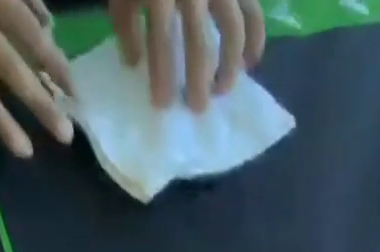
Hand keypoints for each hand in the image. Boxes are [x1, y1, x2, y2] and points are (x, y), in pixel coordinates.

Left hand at [108, 0, 265, 109]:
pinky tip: (248, 65)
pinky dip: (254, 43)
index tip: (161, 105)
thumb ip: (125, 16)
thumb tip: (133, 60)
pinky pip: (253, 17)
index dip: (161, 75)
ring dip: (228, 69)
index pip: (161, 38)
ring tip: (220, 91)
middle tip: (196, 108)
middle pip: (200, 45)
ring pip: (232, 36)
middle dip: (198, 83)